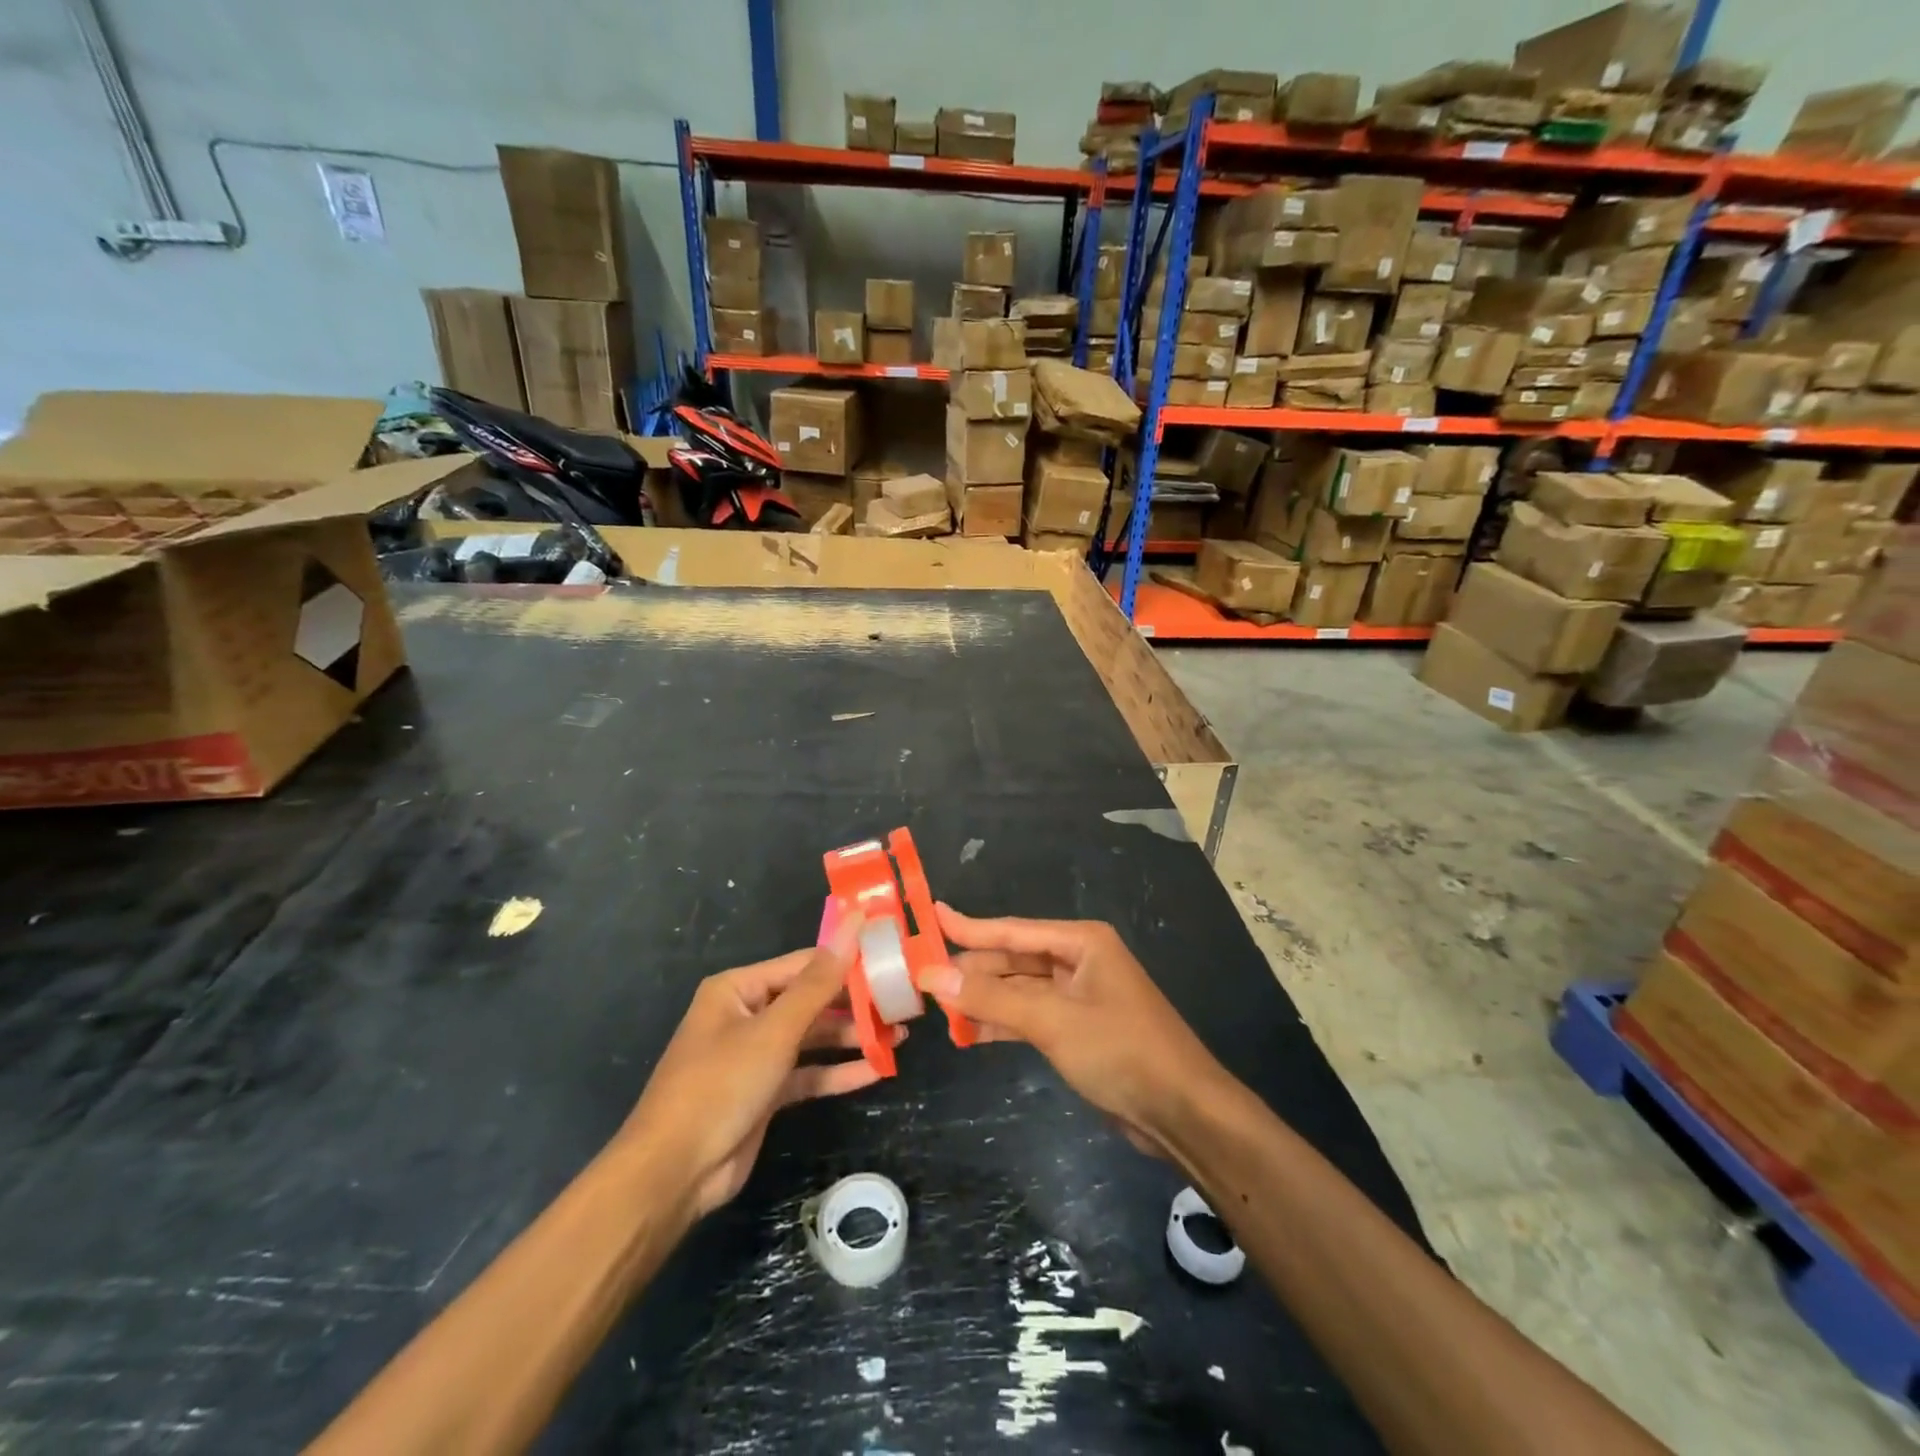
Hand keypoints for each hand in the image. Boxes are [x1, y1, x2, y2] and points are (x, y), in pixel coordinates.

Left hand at [621, 910, 898, 1218]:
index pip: (804, 964)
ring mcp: (756, 1055)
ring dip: (852, 1038)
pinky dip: (838, 1072)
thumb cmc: (721, 1084)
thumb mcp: (775, 1030)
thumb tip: (853, 925)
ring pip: (812, 1038)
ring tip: (899, 1036)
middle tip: (901, 1003)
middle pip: (811, 1000)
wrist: (674, 1173)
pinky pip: (808, 1073)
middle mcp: (747, 1015)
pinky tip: (876, 1071)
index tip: (889, 958)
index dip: (846, 960)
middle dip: (854, 1004)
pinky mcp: (766, 1092)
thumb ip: (819, 982)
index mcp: (739, 989)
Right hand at [921, 905, 1226, 1155]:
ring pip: (1020, 990)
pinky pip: (1031, 1016)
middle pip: (1014, 959)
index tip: (931, 915)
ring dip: (984, 998)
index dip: (969, 926)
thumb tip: (932, 975)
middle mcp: (1080, 961)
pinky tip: (971, 1031)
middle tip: (923, 978)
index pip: (1012, 930)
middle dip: (973, 970)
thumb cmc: (1121, 1050)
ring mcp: (1080, 996)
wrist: (1182, 1111)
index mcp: (1081, 942)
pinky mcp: (1079, 1029)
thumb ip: (991, 996)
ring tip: (939, 1007)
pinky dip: (1003, 1022)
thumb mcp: (1052, 1020)